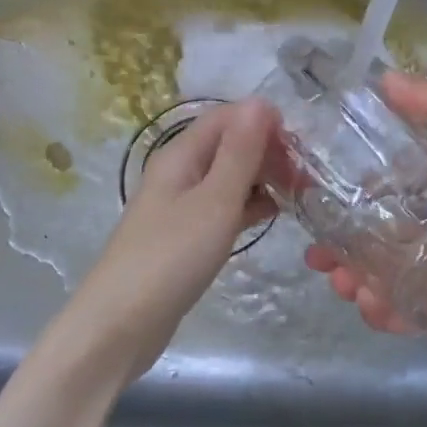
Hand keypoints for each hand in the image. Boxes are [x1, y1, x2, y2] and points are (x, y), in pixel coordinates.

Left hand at [67, 98, 276, 377]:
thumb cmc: (171, 257)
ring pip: (230, 177)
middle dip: (268, 151)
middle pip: (229, 144)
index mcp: (181, 154)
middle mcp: (180, 172)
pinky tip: (273, 216)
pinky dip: (249, 205)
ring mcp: (182, 205)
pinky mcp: (187, 234)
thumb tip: (261, 102)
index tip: (301, 147)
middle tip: (305, 177)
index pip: (228, 117)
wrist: (121, 324)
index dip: (265, 123)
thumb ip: (240, 152)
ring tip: (299, 195)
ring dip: (262, 178)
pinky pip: (224, 206)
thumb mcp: (214, 201)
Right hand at [306, 71, 426, 337]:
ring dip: (355, 282)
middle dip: (341, 247)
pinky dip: (384, 315)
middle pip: (376, 239)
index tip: (314, 194)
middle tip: (317, 254)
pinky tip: (369, 306)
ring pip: (384, 279)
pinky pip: (409, 315)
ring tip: (341, 283)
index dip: (347, 192)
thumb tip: (383, 78)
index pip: (384, 189)